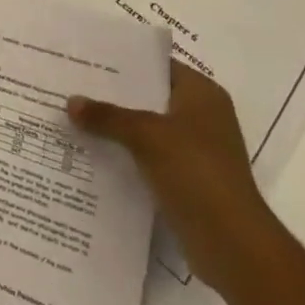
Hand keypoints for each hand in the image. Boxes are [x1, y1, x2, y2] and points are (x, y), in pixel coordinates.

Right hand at [68, 60, 279, 293]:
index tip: (88, 58)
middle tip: (73, 86)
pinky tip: (94, 154)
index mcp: (202, 93)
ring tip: (76, 118)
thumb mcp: (146, 136)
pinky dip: (128, 155)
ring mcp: (197, 151)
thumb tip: (70, 102)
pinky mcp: (189, 181)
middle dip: (114, 95)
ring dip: (118, 128)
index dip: (124, 61)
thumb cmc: (196, 173)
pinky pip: (150, 157)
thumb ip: (108, 116)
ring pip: (148, 129)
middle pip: (150, 96)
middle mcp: (202, 116)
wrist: (233, 246)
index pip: (157, 64)